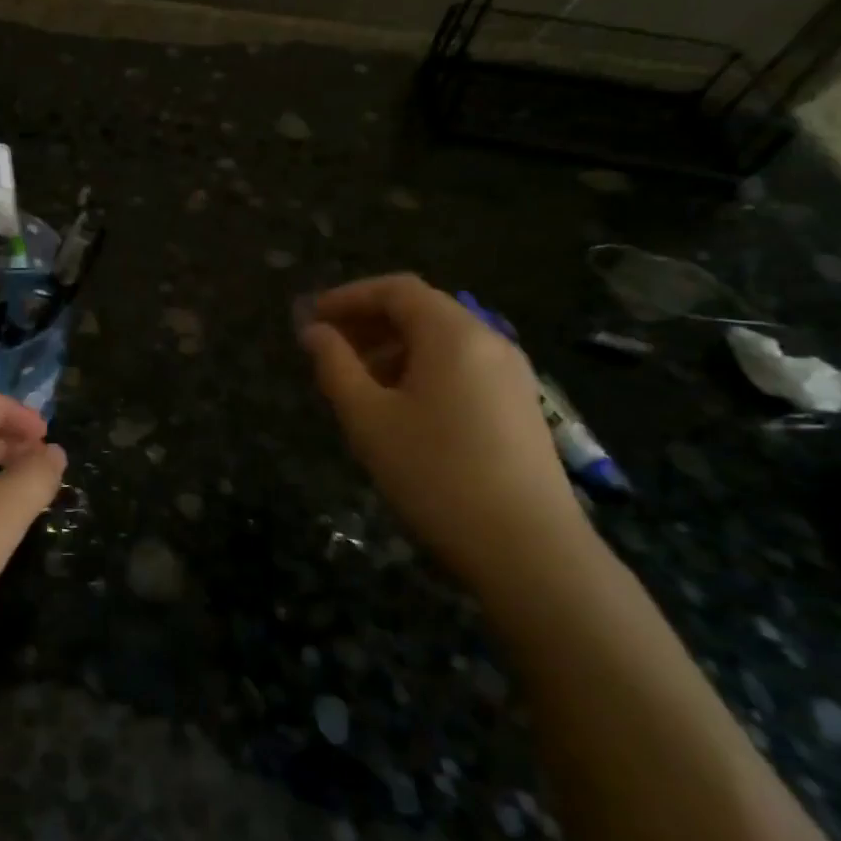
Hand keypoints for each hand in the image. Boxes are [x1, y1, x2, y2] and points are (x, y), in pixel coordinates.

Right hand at [299, 274, 591, 592]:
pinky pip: (462, 367)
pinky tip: (399, 406)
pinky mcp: (519, 406)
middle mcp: (489, 341)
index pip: (396, 290)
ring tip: (356, 379)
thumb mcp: (368, 418)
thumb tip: (314, 332)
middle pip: (422, 310)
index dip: (348, 296)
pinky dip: (422, 369)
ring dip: (393, 347)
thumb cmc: (435, 474)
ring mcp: (511, 374)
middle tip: (327, 347)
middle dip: (369, 321)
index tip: (311, 317)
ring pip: (442, 341)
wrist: (528, 550)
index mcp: (453, 334)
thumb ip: (335, 366)